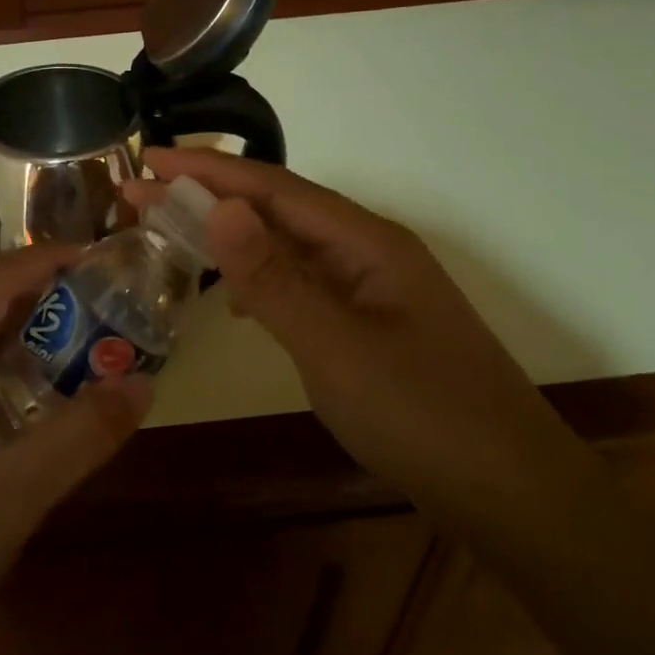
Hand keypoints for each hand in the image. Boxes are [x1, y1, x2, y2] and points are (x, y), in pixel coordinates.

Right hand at [127, 148, 579, 518]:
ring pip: (288, 246)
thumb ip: (273, 278)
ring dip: (231, 236)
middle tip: (141, 193)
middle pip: (278, 209)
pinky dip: (258, 279)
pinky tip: (235, 300)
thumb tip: (219, 205)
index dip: (208, 170)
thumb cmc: (424, 416)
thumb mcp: (335, 347)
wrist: (512, 496)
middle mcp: (368, 252)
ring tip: (175, 232)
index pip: (273, 188)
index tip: (150, 159)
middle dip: (209, 196)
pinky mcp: (367, 325)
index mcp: (367, 242)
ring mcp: (370, 289)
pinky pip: (301, 283)